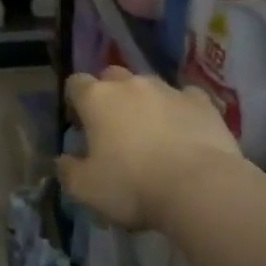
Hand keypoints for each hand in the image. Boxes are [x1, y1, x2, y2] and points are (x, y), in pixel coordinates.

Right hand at [58, 68, 241, 229]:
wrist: (200, 188)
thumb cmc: (133, 187)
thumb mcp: (86, 189)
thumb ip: (69, 170)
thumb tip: (63, 160)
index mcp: (98, 99)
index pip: (76, 83)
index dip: (75, 101)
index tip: (80, 124)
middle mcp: (131, 85)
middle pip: (112, 76)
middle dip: (110, 95)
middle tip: (114, 127)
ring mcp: (170, 90)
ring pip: (149, 86)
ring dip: (145, 103)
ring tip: (152, 133)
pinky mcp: (202, 102)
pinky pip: (185, 98)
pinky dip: (180, 110)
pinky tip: (185, 132)